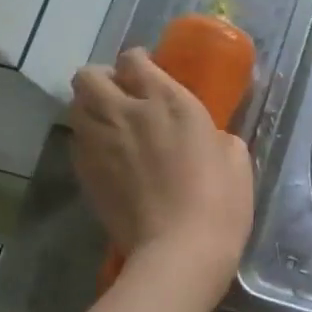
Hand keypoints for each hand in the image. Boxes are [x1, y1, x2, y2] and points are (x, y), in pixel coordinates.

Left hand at [69, 49, 253, 288]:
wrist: (180, 251)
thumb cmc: (220, 202)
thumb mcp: (235, 158)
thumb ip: (215, 135)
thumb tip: (206, 137)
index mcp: (168, 101)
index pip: (134, 60)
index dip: (138, 63)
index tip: (148, 75)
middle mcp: (126, 112)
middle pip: (89, 76)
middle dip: (102, 80)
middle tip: (121, 97)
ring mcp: (100, 143)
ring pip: (75, 107)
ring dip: (90, 109)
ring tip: (109, 126)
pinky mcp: (85, 174)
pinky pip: (77, 142)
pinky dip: (88, 141)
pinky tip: (108, 158)